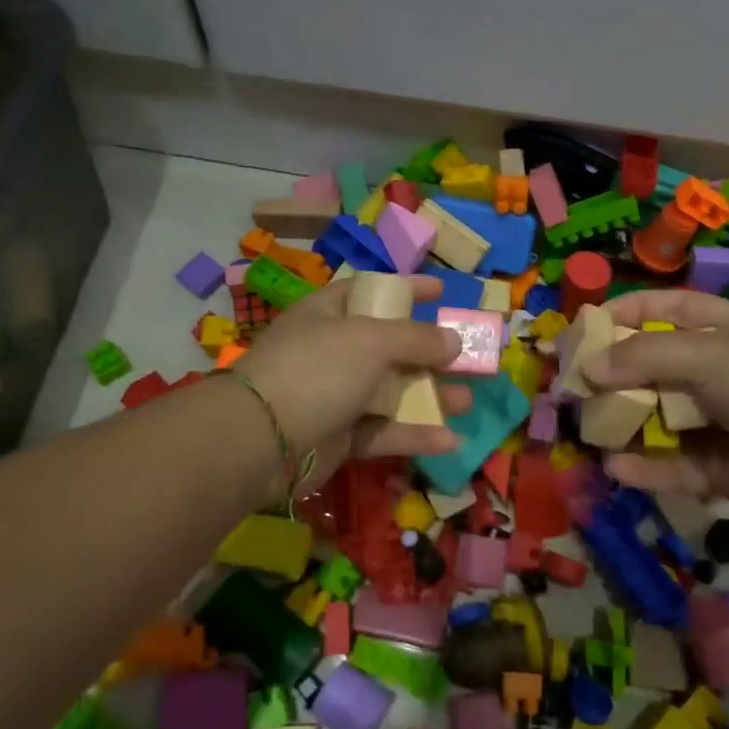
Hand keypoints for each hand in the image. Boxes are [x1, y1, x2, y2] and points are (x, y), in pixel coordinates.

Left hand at [233, 275, 467, 491]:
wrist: (261, 440)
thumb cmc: (317, 370)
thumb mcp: (371, 340)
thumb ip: (417, 338)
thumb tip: (454, 340)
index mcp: (328, 314)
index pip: (372, 291)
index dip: (406, 289)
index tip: (442, 291)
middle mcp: (332, 352)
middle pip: (389, 347)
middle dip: (429, 353)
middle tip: (466, 357)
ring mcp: (334, 396)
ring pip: (391, 393)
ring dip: (430, 396)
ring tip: (467, 400)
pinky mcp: (339, 438)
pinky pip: (383, 432)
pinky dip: (414, 435)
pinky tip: (450, 439)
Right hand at [582, 290, 728, 528]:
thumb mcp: (710, 355)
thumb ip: (644, 357)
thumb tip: (587, 367)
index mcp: (727, 331)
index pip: (671, 308)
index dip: (630, 311)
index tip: (588, 323)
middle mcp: (719, 373)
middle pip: (654, 366)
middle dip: (614, 373)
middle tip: (572, 383)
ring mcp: (718, 423)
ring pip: (658, 418)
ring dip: (623, 422)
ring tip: (586, 426)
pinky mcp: (718, 470)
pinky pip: (671, 465)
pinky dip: (644, 467)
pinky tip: (616, 466)